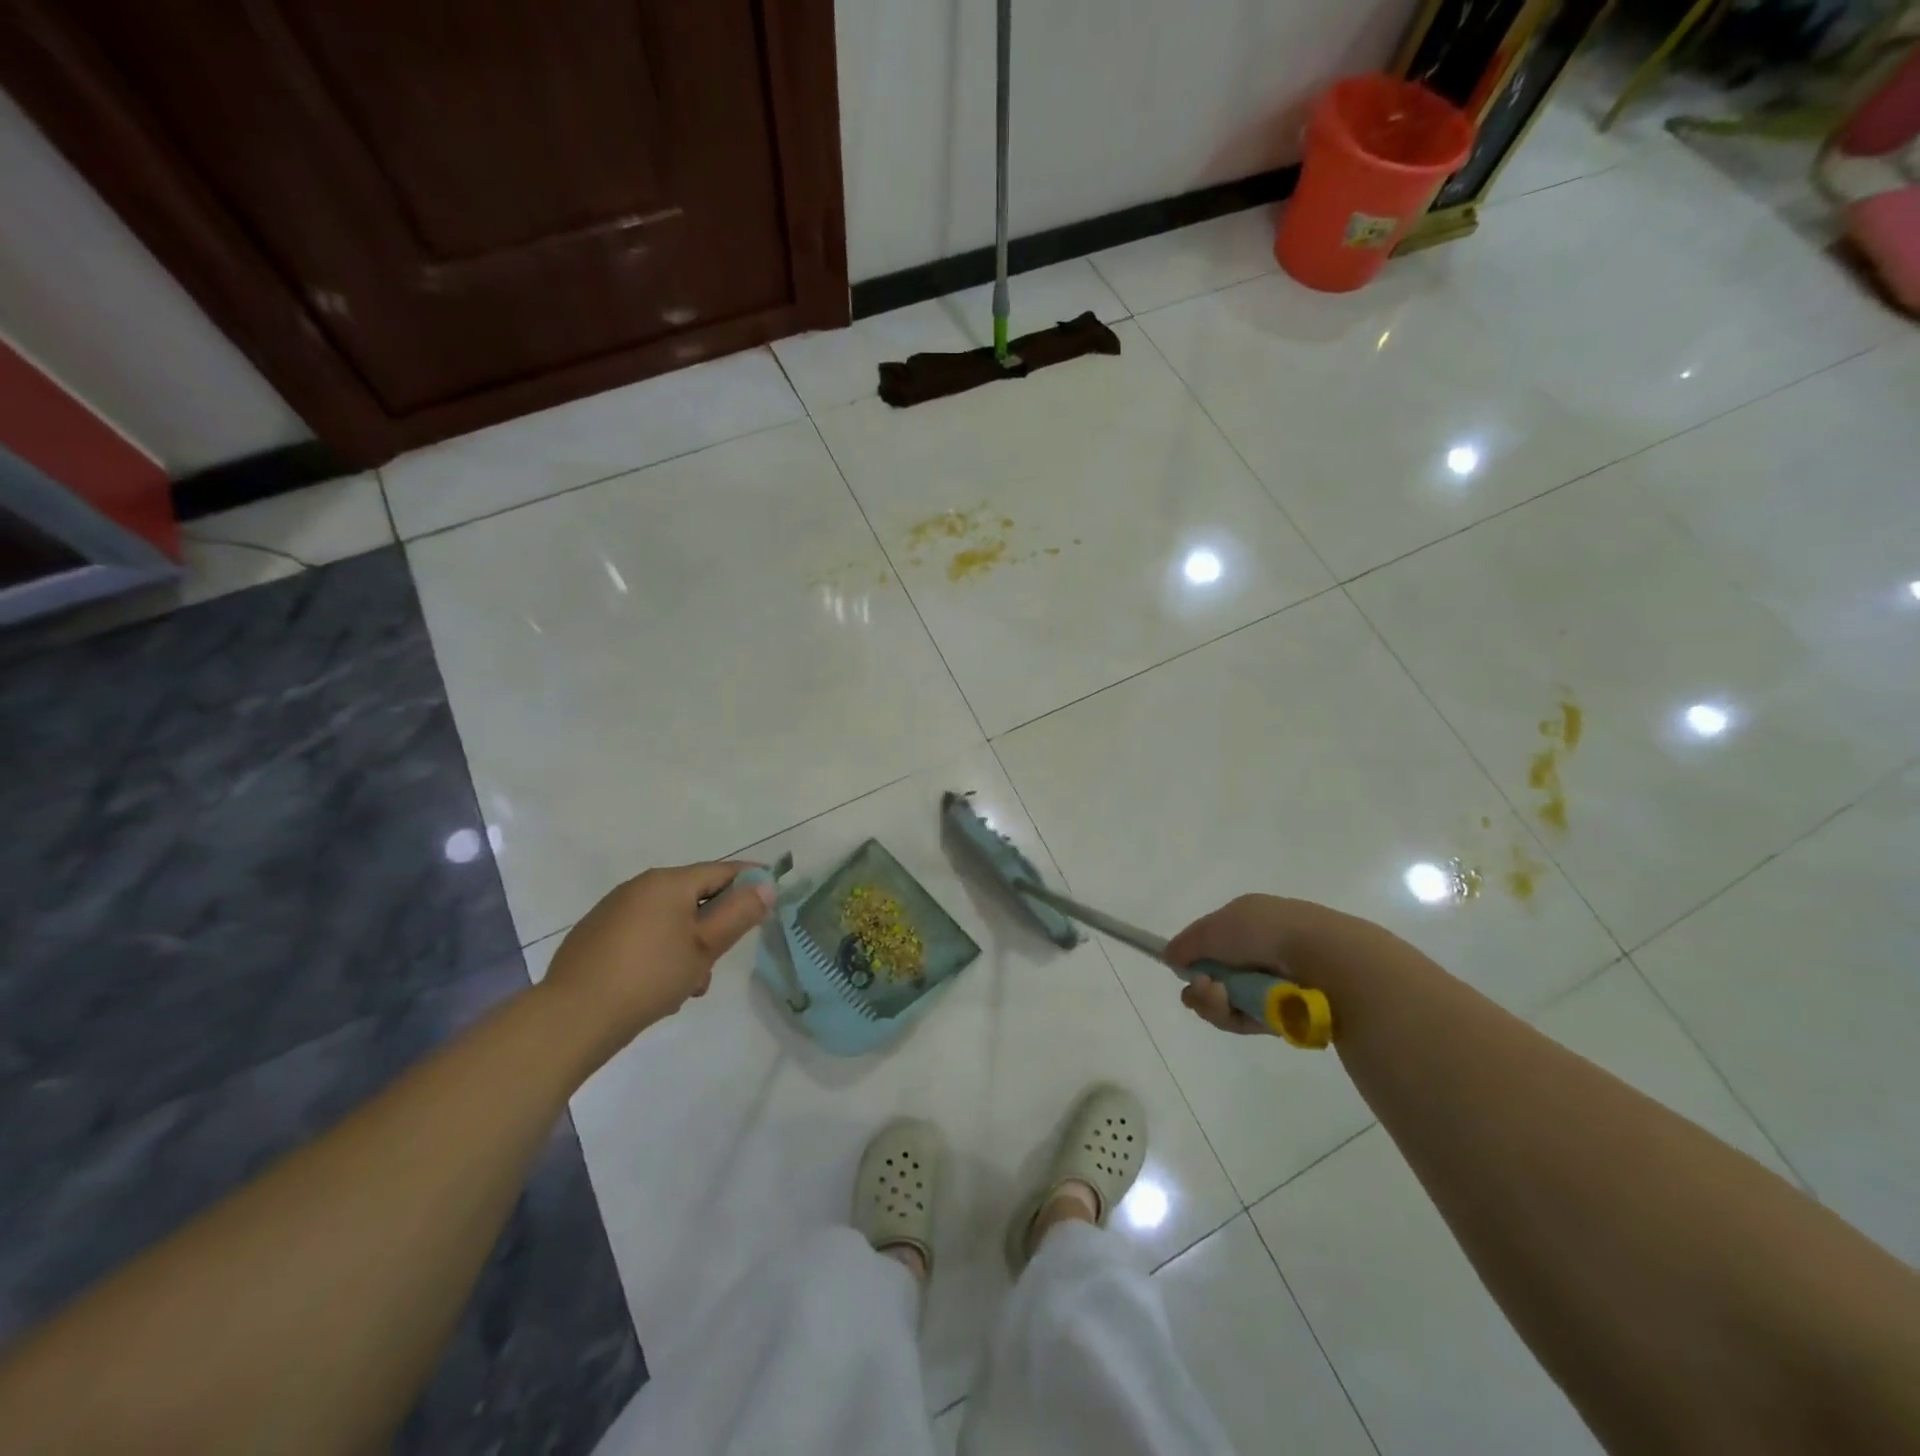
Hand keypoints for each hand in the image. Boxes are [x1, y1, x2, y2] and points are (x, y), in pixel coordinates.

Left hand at [542, 861, 775, 1047]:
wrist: (572, 1017)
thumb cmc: (650, 976)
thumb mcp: (705, 947)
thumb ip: (739, 914)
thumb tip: (766, 885)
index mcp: (668, 882)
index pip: (721, 870)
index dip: (750, 882)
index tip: (771, 897)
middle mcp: (639, 886)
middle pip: (694, 895)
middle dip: (714, 925)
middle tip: (722, 958)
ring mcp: (613, 910)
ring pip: (668, 919)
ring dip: (688, 944)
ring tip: (688, 985)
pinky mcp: (595, 935)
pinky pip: (643, 933)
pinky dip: (660, 951)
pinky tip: (658, 985)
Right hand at [1166, 894, 1375, 1035]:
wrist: (1325, 961)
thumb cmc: (1268, 933)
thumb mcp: (1218, 927)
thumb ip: (1189, 942)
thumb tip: (1169, 956)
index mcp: (1251, 923)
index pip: (1212, 942)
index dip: (1193, 956)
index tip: (1179, 967)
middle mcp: (1262, 952)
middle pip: (1215, 976)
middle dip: (1199, 985)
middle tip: (1202, 988)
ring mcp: (1273, 985)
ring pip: (1227, 1001)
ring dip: (1213, 1002)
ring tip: (1218, 997)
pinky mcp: (1283, 1017)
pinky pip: (1245, 1021)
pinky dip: (1233, 1018)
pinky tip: (1234, 1010)